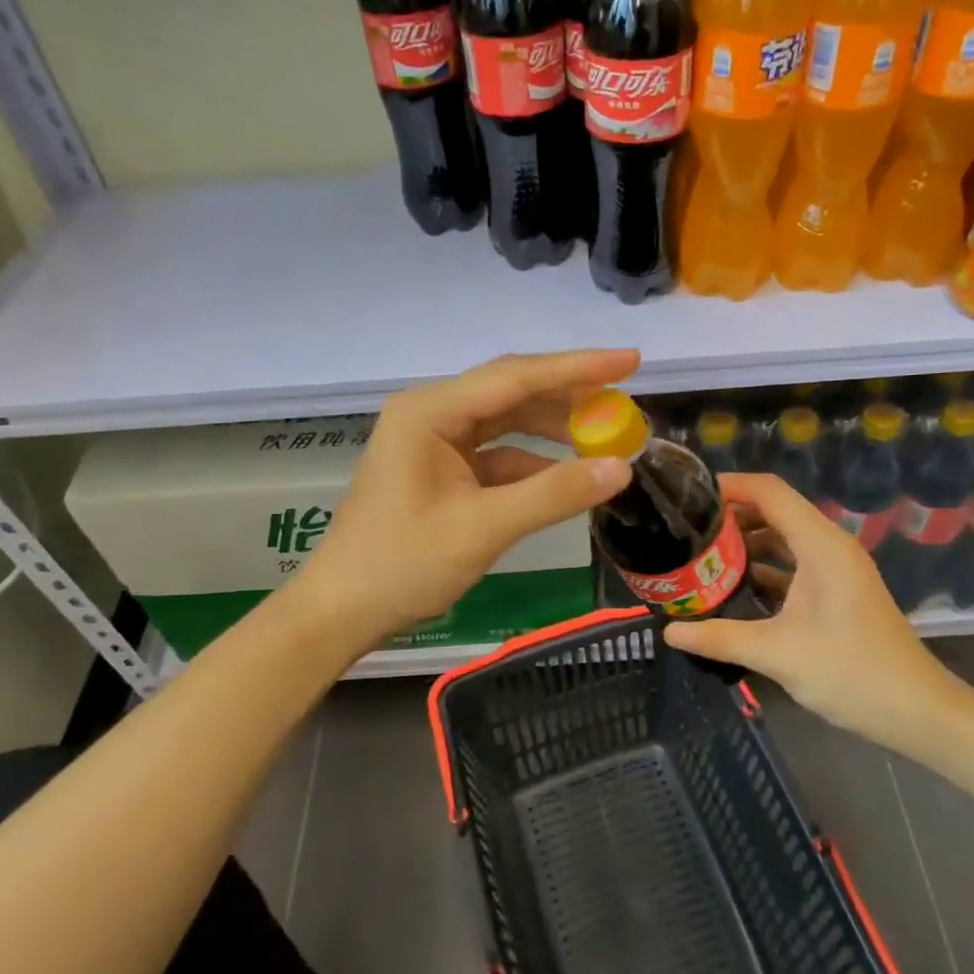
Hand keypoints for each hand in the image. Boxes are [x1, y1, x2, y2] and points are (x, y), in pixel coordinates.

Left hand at [294, 350, 636, 642]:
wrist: (342, 611)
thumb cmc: (402, 565)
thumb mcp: (483, 528)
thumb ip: (553, 494)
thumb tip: (622, 468)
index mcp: (430, 412)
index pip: (516, 377)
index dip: (578, 368)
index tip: (631, 361)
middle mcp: (431, 414)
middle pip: (511, 393)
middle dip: (568, 397)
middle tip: (624, 401)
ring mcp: (434, 443)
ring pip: (506, 423)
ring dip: (553, 430)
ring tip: (605, 435)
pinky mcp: (440, 471)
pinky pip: (496, 456)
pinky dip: (532, 464)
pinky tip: (567, 476)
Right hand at [665, 473, 971, 753]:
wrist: (917, 711)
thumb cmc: (851, 672)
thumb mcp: (777, 654)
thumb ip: (719, 637)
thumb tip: (669, 631)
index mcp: (820, 545)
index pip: (769, 492)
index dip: (729, 485)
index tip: (688, 496)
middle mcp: (829, 547)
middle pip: (775, 510)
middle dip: (731, 515)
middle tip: (685, 529)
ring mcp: (836, 570)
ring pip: (784, 539)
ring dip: (746, 543)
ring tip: (701, 555)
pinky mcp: (837, 592)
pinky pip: (794, 564)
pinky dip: (764, 567)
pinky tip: (734, 587)